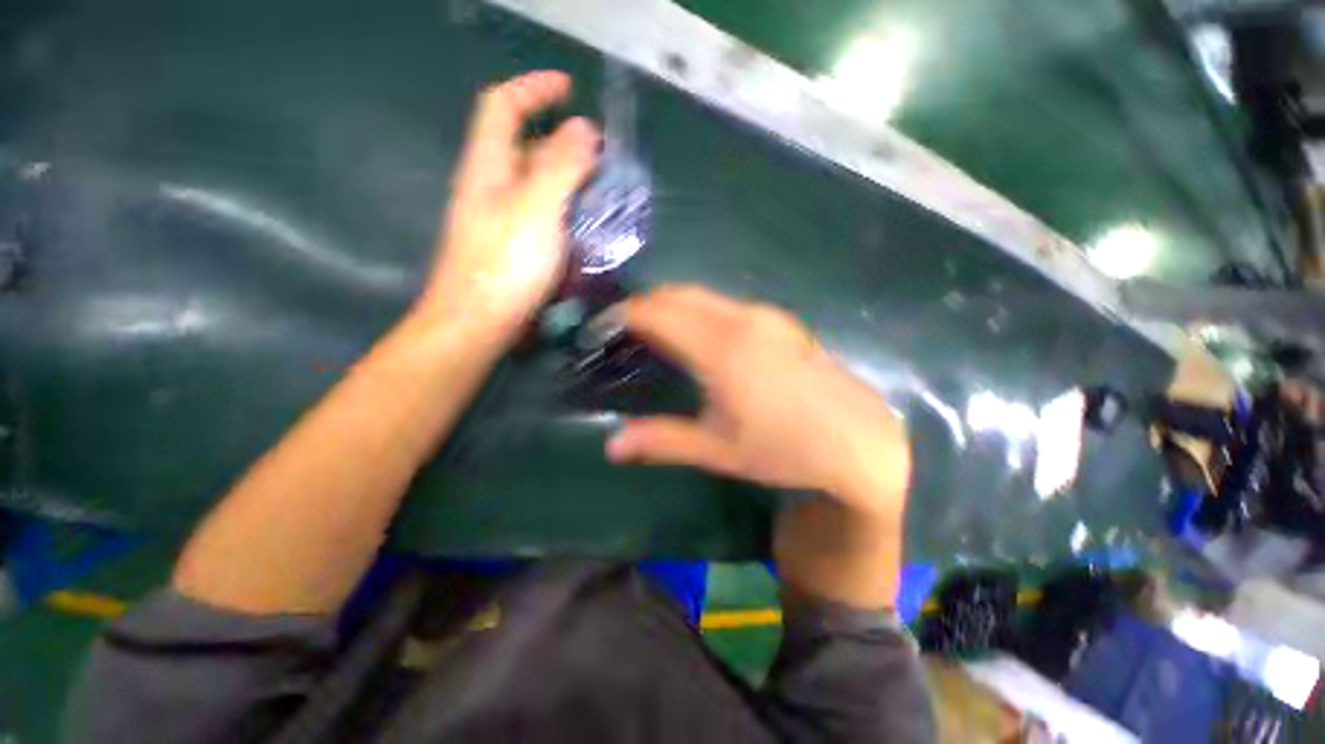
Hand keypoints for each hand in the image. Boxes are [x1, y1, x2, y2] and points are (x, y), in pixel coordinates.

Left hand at [420, 71, 599, 337]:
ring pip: (535, 183)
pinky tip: (585, 226)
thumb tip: (584, 129)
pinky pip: (540, 215)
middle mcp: (491, 187)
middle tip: (601, 156)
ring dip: (567, 178)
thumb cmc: (505, 264)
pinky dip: (564, 210)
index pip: (503, 105)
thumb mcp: (538, 209)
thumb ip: (562, 166)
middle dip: (561, 139)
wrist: (478, 323)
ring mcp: (501, 219)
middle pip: (523, 146)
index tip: (570, 89)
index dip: (533, 88)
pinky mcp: (512, 247)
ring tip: (602, 190)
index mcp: (488, 166)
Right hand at [606, 286, 909, 519]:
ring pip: (703, 295)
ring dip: (673, 305)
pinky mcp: (780, 321)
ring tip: (656, 333)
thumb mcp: (718, 450)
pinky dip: (699, 310)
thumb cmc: (785, 448)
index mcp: (721, 349)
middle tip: (624, 331)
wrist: (859, 441)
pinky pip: (725, 304)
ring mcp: (765, 316)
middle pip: (678, 294)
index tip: (603, 329)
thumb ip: (662, 440)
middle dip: (645, 305)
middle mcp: (742, 320)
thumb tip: (611, 445)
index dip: (624, 315)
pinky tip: (699, 338)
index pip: (658, 312)